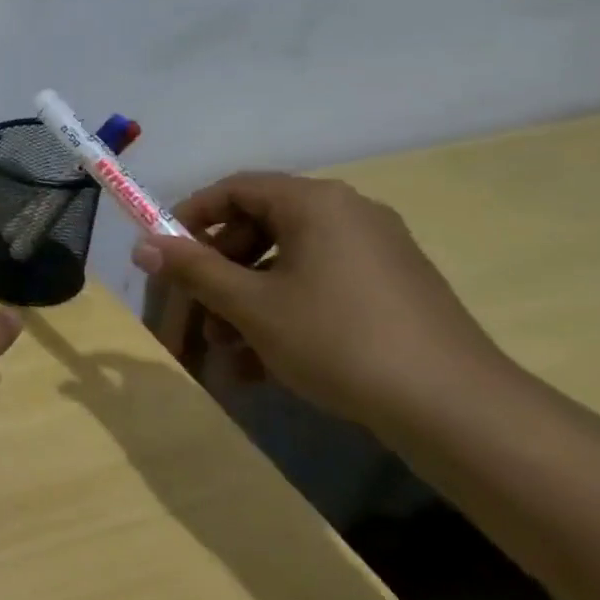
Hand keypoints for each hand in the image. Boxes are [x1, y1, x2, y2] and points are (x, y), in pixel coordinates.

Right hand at [132, 172, 511, 427]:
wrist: (457, 410)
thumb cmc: (337, 340)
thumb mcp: (251, 305)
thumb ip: (193, 269)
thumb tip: (142, 246)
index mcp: (315, 203)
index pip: (233, 189)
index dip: (189, 218)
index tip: (163, 255)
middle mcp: (347, 214)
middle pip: (258, 229)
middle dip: (216, 273)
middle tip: (193, 311)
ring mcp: (375, 252)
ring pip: (285, 265)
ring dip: (244, 302)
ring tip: (224, 350)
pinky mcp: (391, 289)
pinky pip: (318, 287)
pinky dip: (283, 314)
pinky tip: (261, 366)